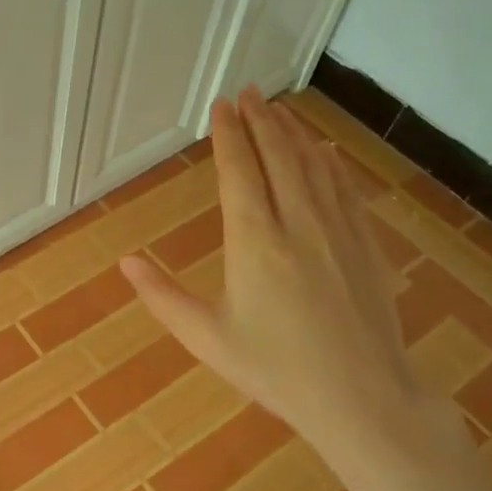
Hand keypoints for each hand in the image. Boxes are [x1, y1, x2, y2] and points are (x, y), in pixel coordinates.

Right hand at [121, 88, 438, 460]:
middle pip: (278, 156)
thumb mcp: (207, 338)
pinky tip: (326, 151)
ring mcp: (338, 231)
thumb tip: (125, 262)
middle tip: (249, 92)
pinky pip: (346, 190)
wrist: (362, 398)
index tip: (221, 106)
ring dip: (294, 133)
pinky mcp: (365, 245)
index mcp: (254, 242)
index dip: (228, 135)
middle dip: (261, 120)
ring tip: (279, 109)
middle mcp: (297, 223)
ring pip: (314, 166)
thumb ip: (162, 297)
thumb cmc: (275, 370)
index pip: (238, 172)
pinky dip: (331, 163)